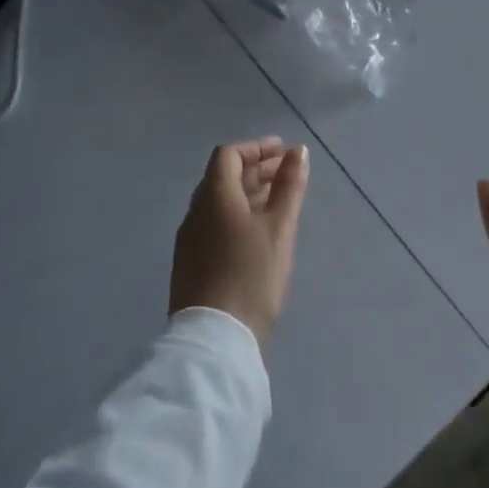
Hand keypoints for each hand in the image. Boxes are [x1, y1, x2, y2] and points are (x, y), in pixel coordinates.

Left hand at [171, 138, 310, 343]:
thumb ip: (289, 186)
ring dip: (248, 192)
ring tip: (278, 200)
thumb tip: (298, 151)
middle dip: (256, 169)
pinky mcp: (191, 262)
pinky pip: (214, 223)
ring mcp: (190, 239)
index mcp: (214, 196)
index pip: (228, 155)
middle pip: (223, 177)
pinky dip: (237, 214)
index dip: (256, 148)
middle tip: (286, 173)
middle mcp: (196, 211)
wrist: (215, 338)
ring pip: (219, 202)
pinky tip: (258, 232)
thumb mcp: (279, 227)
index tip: (283, 152)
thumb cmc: (252, 274)